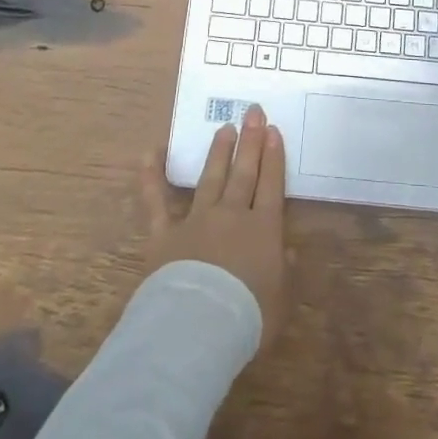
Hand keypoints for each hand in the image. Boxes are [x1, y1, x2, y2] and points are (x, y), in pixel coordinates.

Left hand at [142, 105, 289, 348]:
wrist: (198, 327)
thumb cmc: (247, 317)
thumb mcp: (281, 299)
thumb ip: (285, 270)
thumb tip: (287, 250)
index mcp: (263, 229)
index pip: (270, 184)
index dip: (273, 156)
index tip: (273, 130)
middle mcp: (231, 214)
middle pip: (243, 172)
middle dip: (250, 141)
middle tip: (253, 112)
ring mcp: (196, 220)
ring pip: (210, 178)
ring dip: (218, 152)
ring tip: (224, 129)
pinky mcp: (164, 234)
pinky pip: (156, 201)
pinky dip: (151, 176)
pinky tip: (150, 152)